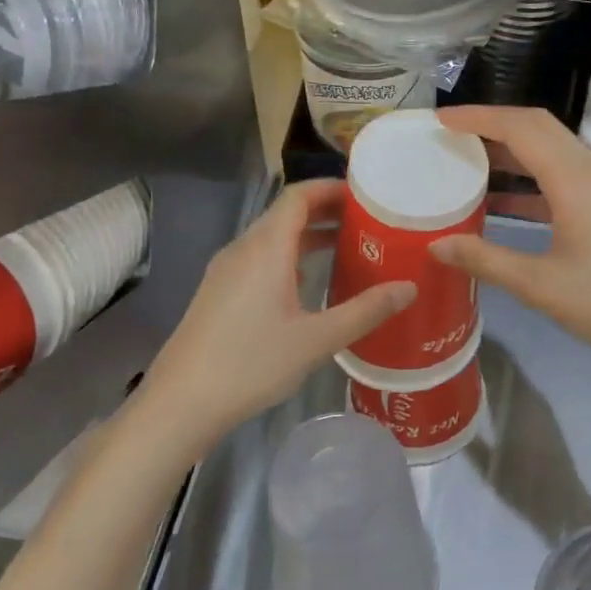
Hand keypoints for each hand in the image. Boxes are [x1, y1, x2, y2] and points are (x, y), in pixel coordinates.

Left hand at [133, 180, 413, 454]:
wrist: (182, 402)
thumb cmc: (251, 364)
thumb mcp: (316, 340)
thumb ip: (364, 311)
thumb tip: (408, 288)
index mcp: (266, 248)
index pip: (298, 196)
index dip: (331, 188)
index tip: (366, 196)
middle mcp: (243, 249)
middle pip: (286, 213)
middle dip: (326, 211)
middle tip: (367, 223)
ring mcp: (226, 270)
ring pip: (271, 237)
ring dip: (308, 236)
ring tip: (346, 248)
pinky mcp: (218, 291)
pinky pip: (259, 258)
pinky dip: (289, 256)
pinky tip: (308, 283)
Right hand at [431, 106, 590, 396]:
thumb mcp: (542, 286)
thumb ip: (486, 260)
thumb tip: (437, 245)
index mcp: (577, 179)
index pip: (521, 127)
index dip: (478, 118)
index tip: (441, 120)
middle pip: (540, 127)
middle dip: (494, 125)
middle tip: (452, 136)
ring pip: (557, 149)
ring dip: (517, 150)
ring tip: (474, 162)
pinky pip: (571, 172)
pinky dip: (536, 176)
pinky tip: (512, 203)